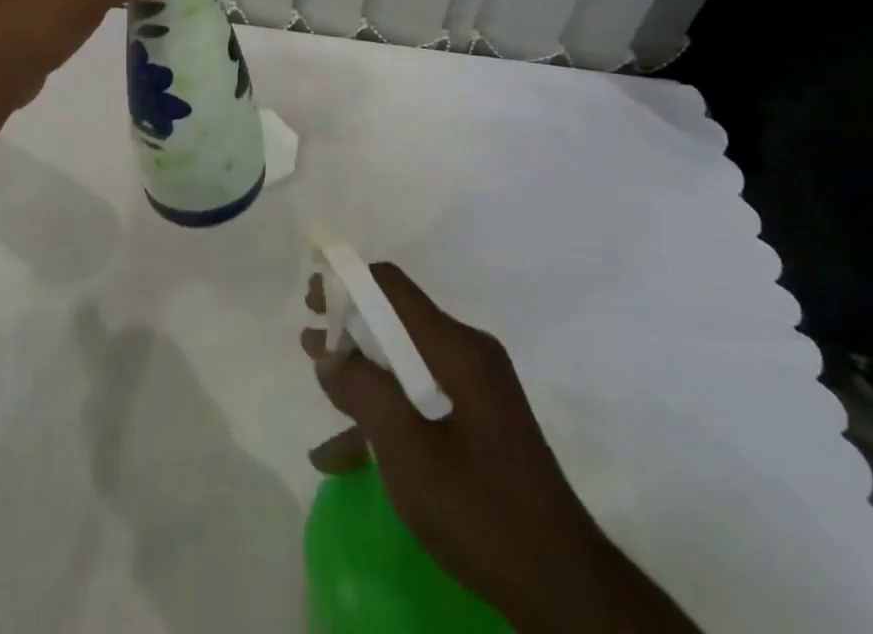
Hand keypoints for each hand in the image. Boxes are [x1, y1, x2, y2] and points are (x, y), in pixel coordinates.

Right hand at [301, 264, 596, 614]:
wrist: (563, 588)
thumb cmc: (478, 507)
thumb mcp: (406, 448)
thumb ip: (362, 390)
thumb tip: (329, 355)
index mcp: (456, 347)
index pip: (392, 288)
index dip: (346, 283)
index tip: (311, 297)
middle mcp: (468, 355)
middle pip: (397, 322)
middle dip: (349, 328)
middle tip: (309, 336)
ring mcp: (477, 391)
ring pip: (405, 364)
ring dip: (363, 373)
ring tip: (321, 382)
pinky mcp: (480, 424)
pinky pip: (422, 399)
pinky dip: (386, 413)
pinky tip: (346, 454)